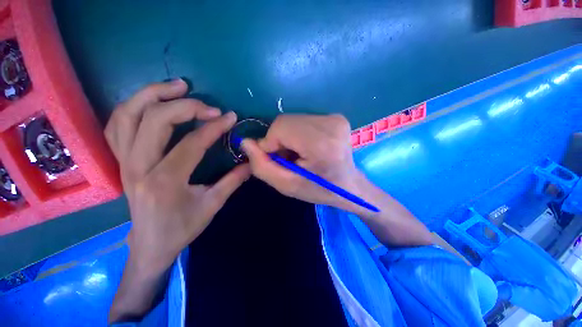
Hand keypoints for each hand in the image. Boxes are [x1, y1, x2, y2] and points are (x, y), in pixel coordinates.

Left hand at [106, 80, 249, 321]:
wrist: (150, 244)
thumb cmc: (182, 227)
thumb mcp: (213, 205)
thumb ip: (233, 180)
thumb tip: (251, 162)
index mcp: (166, 181)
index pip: (191, 143)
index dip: (214, 127)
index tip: (230, 117)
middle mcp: (139, 167)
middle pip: (154, 120)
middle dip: (184, 106)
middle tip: (208, 105)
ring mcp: (123, 162)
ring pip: (127, 116)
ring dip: (152, 94)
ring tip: (177, 86)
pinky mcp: (119, 161)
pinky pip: (117, 125)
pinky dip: (133, 107)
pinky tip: (151, 101)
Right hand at [241, 114, 366, 213]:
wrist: (350, 186)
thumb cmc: (320, 189)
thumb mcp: (288, 186)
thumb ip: (262, 166)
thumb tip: (246, 142)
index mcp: (322, 145)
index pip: (281, 128)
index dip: (270, 143)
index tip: (277, 159)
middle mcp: (331, 125)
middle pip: (286, 121)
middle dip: (279, 140)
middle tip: (289, 158)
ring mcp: (336, 119)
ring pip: (293, 120)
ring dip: (289, 136)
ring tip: (300, 153)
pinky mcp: (336, 117)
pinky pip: (304, 120)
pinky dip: (299, 133)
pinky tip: (308, 146)